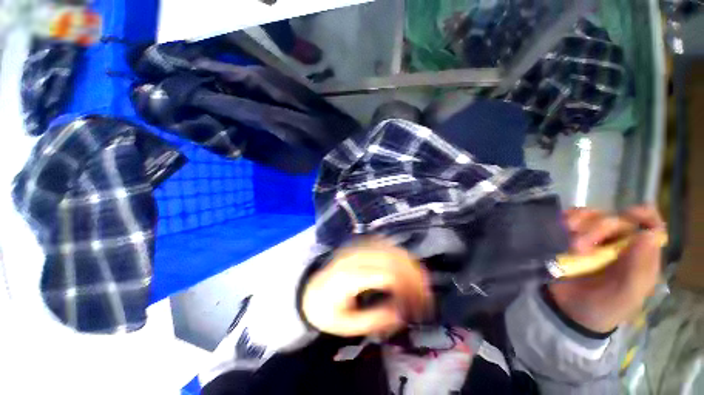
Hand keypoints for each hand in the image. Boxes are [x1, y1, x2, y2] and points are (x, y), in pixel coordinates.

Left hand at [301, 238, 431, 337]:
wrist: (310, 289)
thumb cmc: (326, 309)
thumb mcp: (346, 325)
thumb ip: (375, 320)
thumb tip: (403, 313)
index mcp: (348, 277)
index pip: (386, 275)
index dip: (409, 288)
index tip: (421, 306)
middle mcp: (354, 257)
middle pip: (392, 257)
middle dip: (414, 275)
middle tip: (426, 295)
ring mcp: (356, 248)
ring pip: (390, 248)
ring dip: (410, 263)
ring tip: (421, 282)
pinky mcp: (359, 245)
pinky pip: (384, 243)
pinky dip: (399, 254)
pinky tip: (406, 266)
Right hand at [548, 206, 665, 333]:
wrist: (567, 311)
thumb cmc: (603, 308)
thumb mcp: (626, 296)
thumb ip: (639, 269)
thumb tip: (648, 234)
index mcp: (640, 255)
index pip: (651, 226)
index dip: (643, 215)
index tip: (629, 214)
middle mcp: (619, 243)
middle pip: (615, 219)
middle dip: (599, 228)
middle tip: (581, 248)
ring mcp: (594, 240)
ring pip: (591, 217)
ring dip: (579, 224)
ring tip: (568, 242)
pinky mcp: (570, 238)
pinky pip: (569, 220)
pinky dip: (566, 220)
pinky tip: (561, 228)